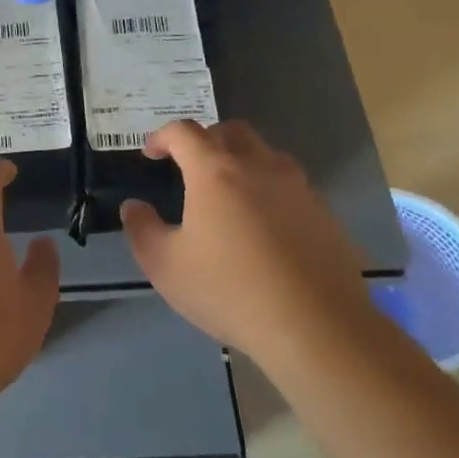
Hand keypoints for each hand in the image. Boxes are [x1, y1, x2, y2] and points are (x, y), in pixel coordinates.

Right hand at [121, 120, 372, 370]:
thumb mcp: (165, 266)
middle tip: (190, 166)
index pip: (184, 132)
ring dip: (242, 161)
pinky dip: (270, 190)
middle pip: (232, 131)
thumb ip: (142, 229)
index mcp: (215, 172)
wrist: (315, 326)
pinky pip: (291, 186)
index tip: (151, 154)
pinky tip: (265, 227)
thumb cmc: (229, 291)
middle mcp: (259, 167)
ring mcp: (298, 188)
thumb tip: (134, 207)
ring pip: (267, 154)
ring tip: (229, 194)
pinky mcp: (324, 213)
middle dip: (206, 139)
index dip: (162, 136)